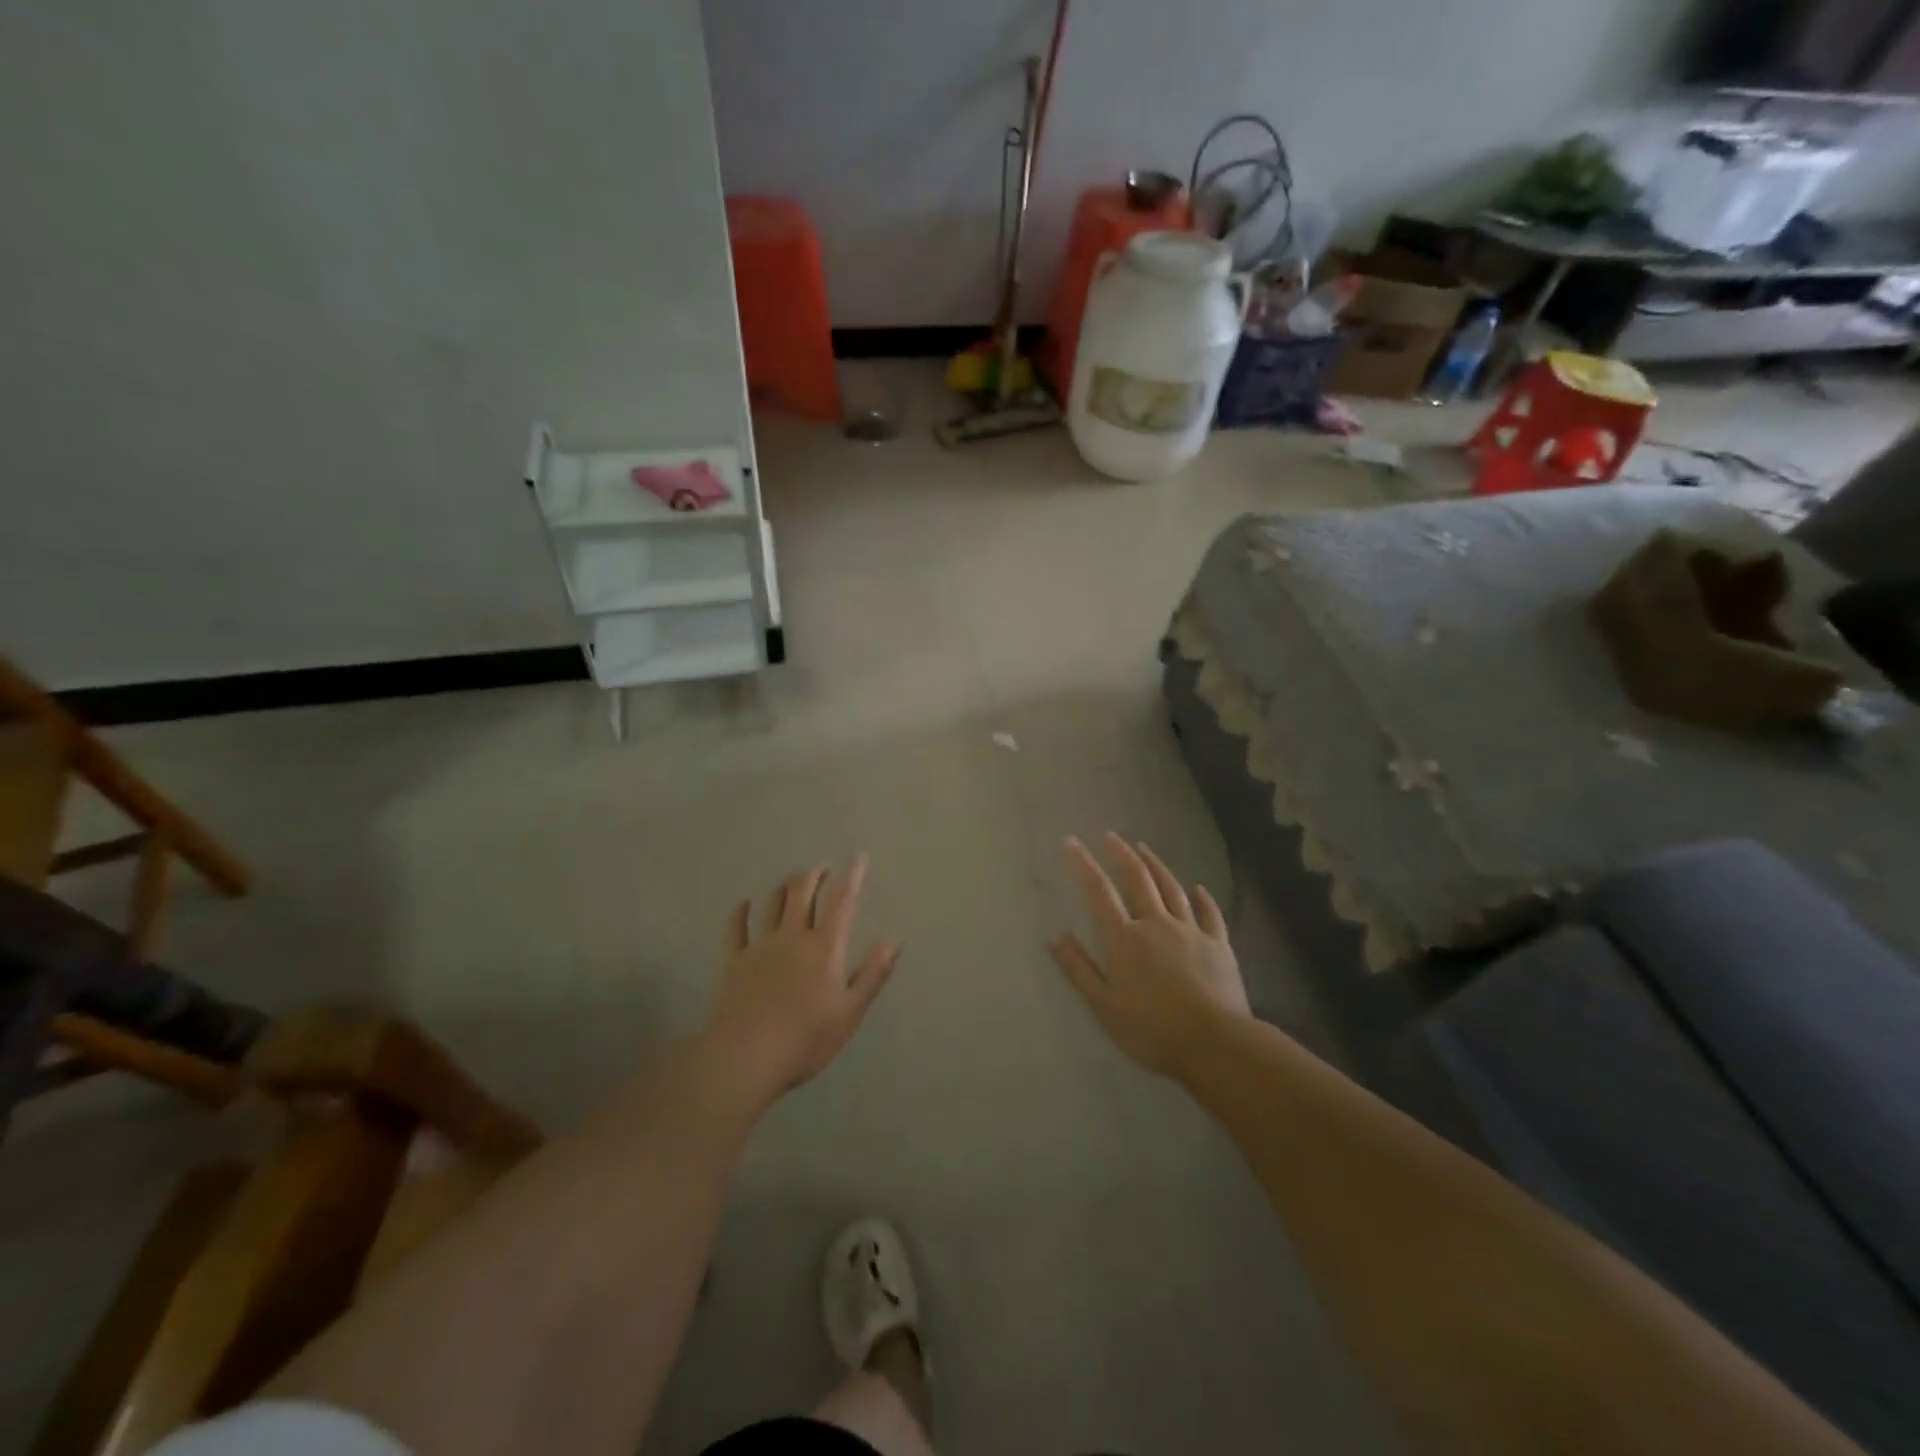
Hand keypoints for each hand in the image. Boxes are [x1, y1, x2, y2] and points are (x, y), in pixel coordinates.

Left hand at [703, 857, 900, 1101]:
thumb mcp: (850, 1012)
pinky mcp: (733, 962)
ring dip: (784, 887)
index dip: (851, 876)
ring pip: (772, 904)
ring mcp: (759, 947)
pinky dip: (740, 913)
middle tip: (823, 866)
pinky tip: (744, 905)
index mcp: (824, 947)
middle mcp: (792, 937)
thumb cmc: (806, 1039)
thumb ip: (873, 974)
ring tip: (793, 881)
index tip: (858, 857)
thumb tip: (894, 942)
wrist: (746, 1057)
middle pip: (802, 893)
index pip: (841, 902)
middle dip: (814, 874)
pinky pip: (735, 929)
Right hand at [1050, 834, 1249, 1079]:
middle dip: (1121, 854)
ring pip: (1171, 888)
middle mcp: (1156, 924)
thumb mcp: (1104, 1006)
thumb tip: (1055, 936)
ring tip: (1144, 847)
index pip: (1099, 892)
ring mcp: (1190, 931)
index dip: (1083, 864)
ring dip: (1156, 865)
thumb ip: (1078, 969)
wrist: (1215, 1043)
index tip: (1072, 841)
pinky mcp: (1218, 945)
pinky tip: (1199, 888)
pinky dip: (1202, 898)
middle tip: (1110, 835)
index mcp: (1125, 938)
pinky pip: (1209, 914)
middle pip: (1137, 879)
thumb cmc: (1152, 1029)